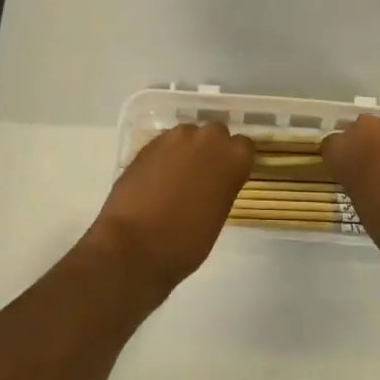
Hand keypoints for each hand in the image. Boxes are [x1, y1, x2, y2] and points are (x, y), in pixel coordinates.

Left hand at [87, 123, 253, 296]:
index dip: (235, 161)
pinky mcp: (149, 143)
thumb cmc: (186, 242)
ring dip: (187, 150)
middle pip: (216, 134)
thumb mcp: (218, 214)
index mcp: (233, 157)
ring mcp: (176, 137)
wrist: (135, 245)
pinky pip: (165, 145)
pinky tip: (156, 180)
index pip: (244, 146)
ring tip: (176, 178)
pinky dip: (165, 157)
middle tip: (203, 177)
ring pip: (188, 136)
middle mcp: (208, 138)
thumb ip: (222, 186)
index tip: (229, 177)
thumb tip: (212, 181)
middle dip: (211, 150)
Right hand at [321, 111, 379, 291]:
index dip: (340, 163)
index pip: (331, 147)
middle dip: (366, 148)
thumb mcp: (364, 211)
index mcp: (348, 150)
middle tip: (378, 174)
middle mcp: (371, 127)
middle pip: (360, 131)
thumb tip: (363, 175)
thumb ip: (357, 182)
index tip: (349, 178)